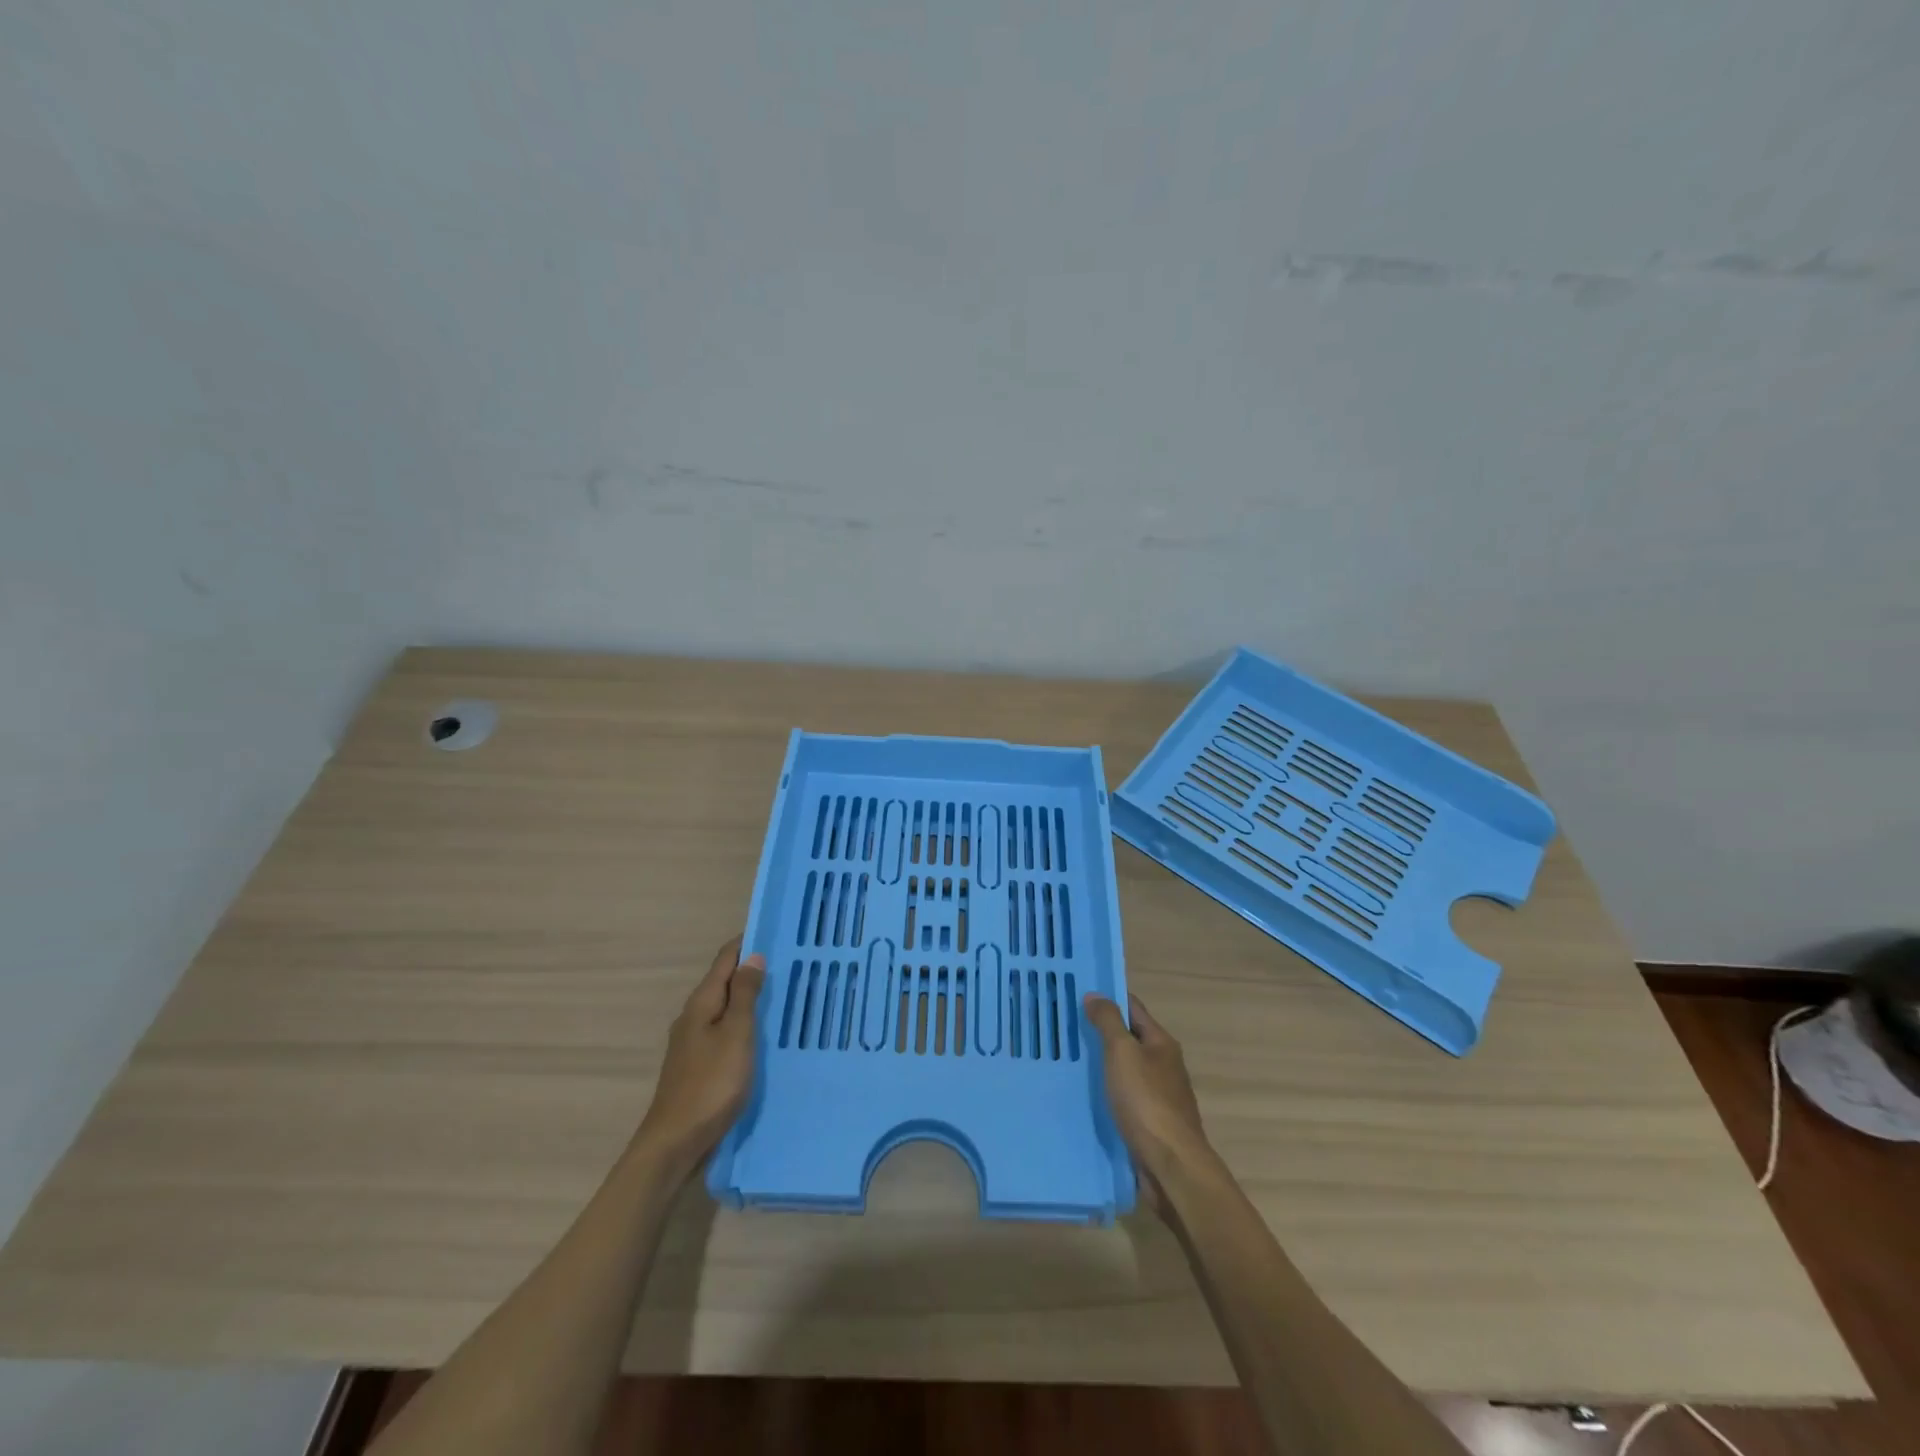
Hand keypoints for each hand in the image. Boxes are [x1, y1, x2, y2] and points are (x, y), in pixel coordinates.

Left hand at [635, 936, 765, 1175]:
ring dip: (749, 997)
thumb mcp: (736, 1035)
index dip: (747, 942)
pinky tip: (761, 1034)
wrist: (675, 1143)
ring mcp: (693, 1043)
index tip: (775, 931)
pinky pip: (725, 1031)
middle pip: (724, 982)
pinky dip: (744, 1023)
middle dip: (751, 969)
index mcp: (701, 1003)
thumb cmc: (710, 1084)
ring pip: (725, 1008)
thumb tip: (753, 956)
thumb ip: (745, 995)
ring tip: (781, 993)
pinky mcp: (698, 1065)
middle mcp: (693, 1017)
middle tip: (788, 962)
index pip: (725, 959)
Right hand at [1084, 992, 1213, 1202]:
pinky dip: (1107, 1092)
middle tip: (1067, 1026)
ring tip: (1070, 1060)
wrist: (1171, 1165)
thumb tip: (1095, 995)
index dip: (1109, 998)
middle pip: (1130, 1039)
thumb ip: (1108, 1022)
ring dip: (1103, 1064)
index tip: (1079, 993)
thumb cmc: (1146, 1101)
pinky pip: (1125, 1097)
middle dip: (1102, 1032)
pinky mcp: (1151, 1123)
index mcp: (1161, 1043)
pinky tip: (1087, 1096)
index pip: (1133, 1008)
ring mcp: (1160, 1096)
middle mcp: (1164, 1065)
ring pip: (1126, 1070)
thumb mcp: (1123, 1053)